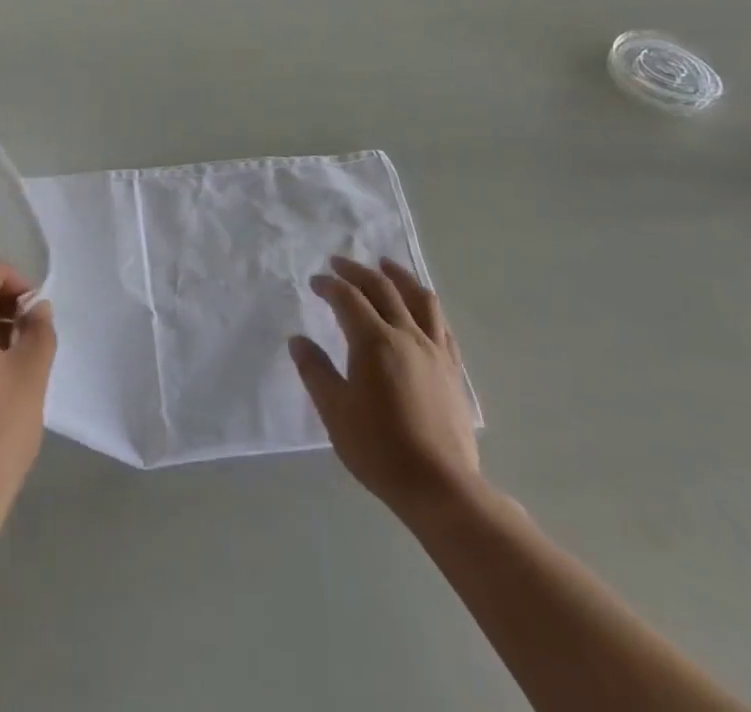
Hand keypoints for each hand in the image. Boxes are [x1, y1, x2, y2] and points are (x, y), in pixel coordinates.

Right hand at [290, 256, 481, 521]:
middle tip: (339, 263)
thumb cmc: (380, 449)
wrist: (440, 486)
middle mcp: (406, 334)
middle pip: (382, 287)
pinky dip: (426, 304)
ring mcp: (434, 349)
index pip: (348, 298)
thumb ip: (315, 371)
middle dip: (357, 271)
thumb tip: (298, 340)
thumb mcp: (335, 412)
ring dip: (398, 275)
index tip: (314, 282)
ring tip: (385, 265)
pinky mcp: (452, 368)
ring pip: (419, 297)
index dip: (329, 285)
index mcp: (374, 341)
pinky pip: (440, 323)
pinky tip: (420, 306)